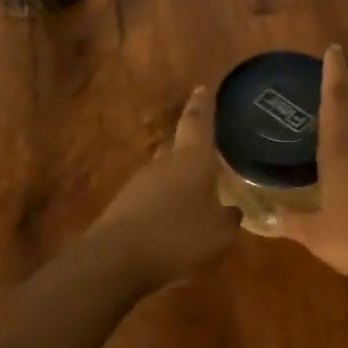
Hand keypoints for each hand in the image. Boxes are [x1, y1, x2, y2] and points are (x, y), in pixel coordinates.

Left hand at [91, 86, 241, 288]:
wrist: (116, 259)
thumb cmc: (178, 237)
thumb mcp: (219, 235)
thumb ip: (228, 220)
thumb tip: (231, 211)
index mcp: (191, 161)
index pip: (197, 123)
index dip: (202, 106)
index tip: (201, 88)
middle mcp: (163, 165)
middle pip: (177, 147)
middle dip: (190, 149)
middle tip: (206, 153)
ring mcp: (139, 185)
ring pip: (163, 174)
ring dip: (177, 182)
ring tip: (194, 197)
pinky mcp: (123, 207)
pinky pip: (151, 199)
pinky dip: (163, 205)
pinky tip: (172, 224)